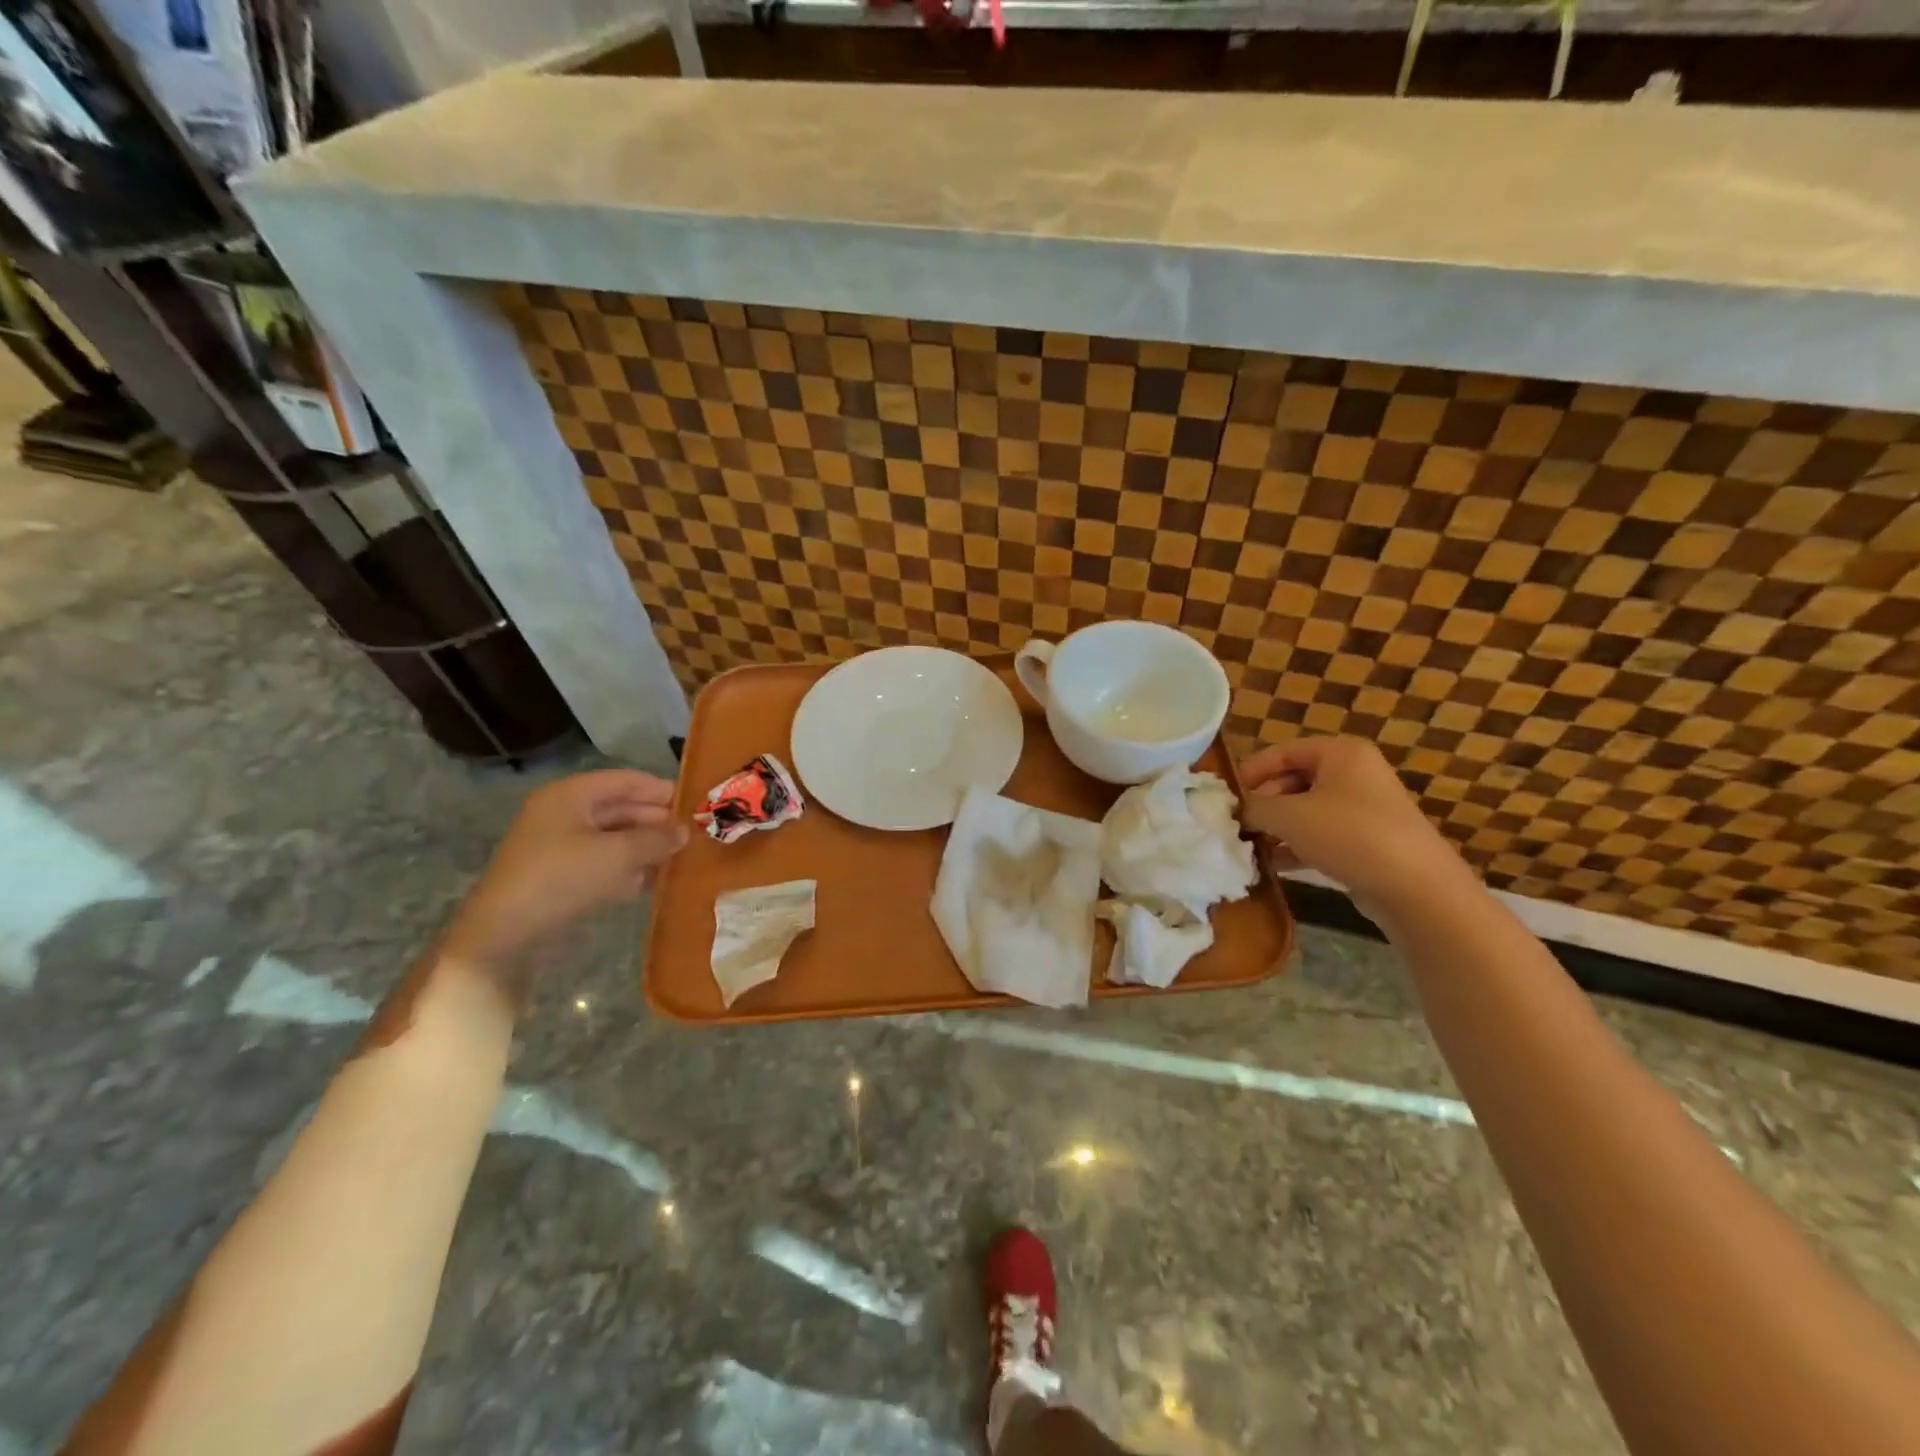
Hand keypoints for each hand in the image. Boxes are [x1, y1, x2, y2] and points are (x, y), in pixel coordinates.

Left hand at [443, 770, 687, 968]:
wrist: (505, 934)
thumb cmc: (562, 878)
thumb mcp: (617, 855)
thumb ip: (656, 839)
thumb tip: (684, 831)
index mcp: (571, 796)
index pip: (625, 781)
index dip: (661, 790)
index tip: (695, 804)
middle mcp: (564, 814)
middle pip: (621, 808)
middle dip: (656, 821)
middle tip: (693, 835)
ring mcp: (560, 846)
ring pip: (614, 837)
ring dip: (645, 846)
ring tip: (680, 858)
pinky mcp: (560, 875)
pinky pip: (603, 861)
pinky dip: (627, 867)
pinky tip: (653, 880)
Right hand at [1238, 737, 1470, 914]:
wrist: (1415, 887)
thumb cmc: (1348, 835)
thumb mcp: (1289, 816)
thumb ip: (1254, 808)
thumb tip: (1236, 811)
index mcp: (1339, 753)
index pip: (1282, 752)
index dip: (1250, 772)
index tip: (1225, 798)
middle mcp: (1353, 774)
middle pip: (1292, 781)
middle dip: (1263, 804)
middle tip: (1236, 826)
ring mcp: (1363, 809)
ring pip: (1305, 811)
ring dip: (1276, 828)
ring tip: (1249, 848)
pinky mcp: (1367, 841)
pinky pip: (1320, 835)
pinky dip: (1295, 846)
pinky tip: (1272, 865)